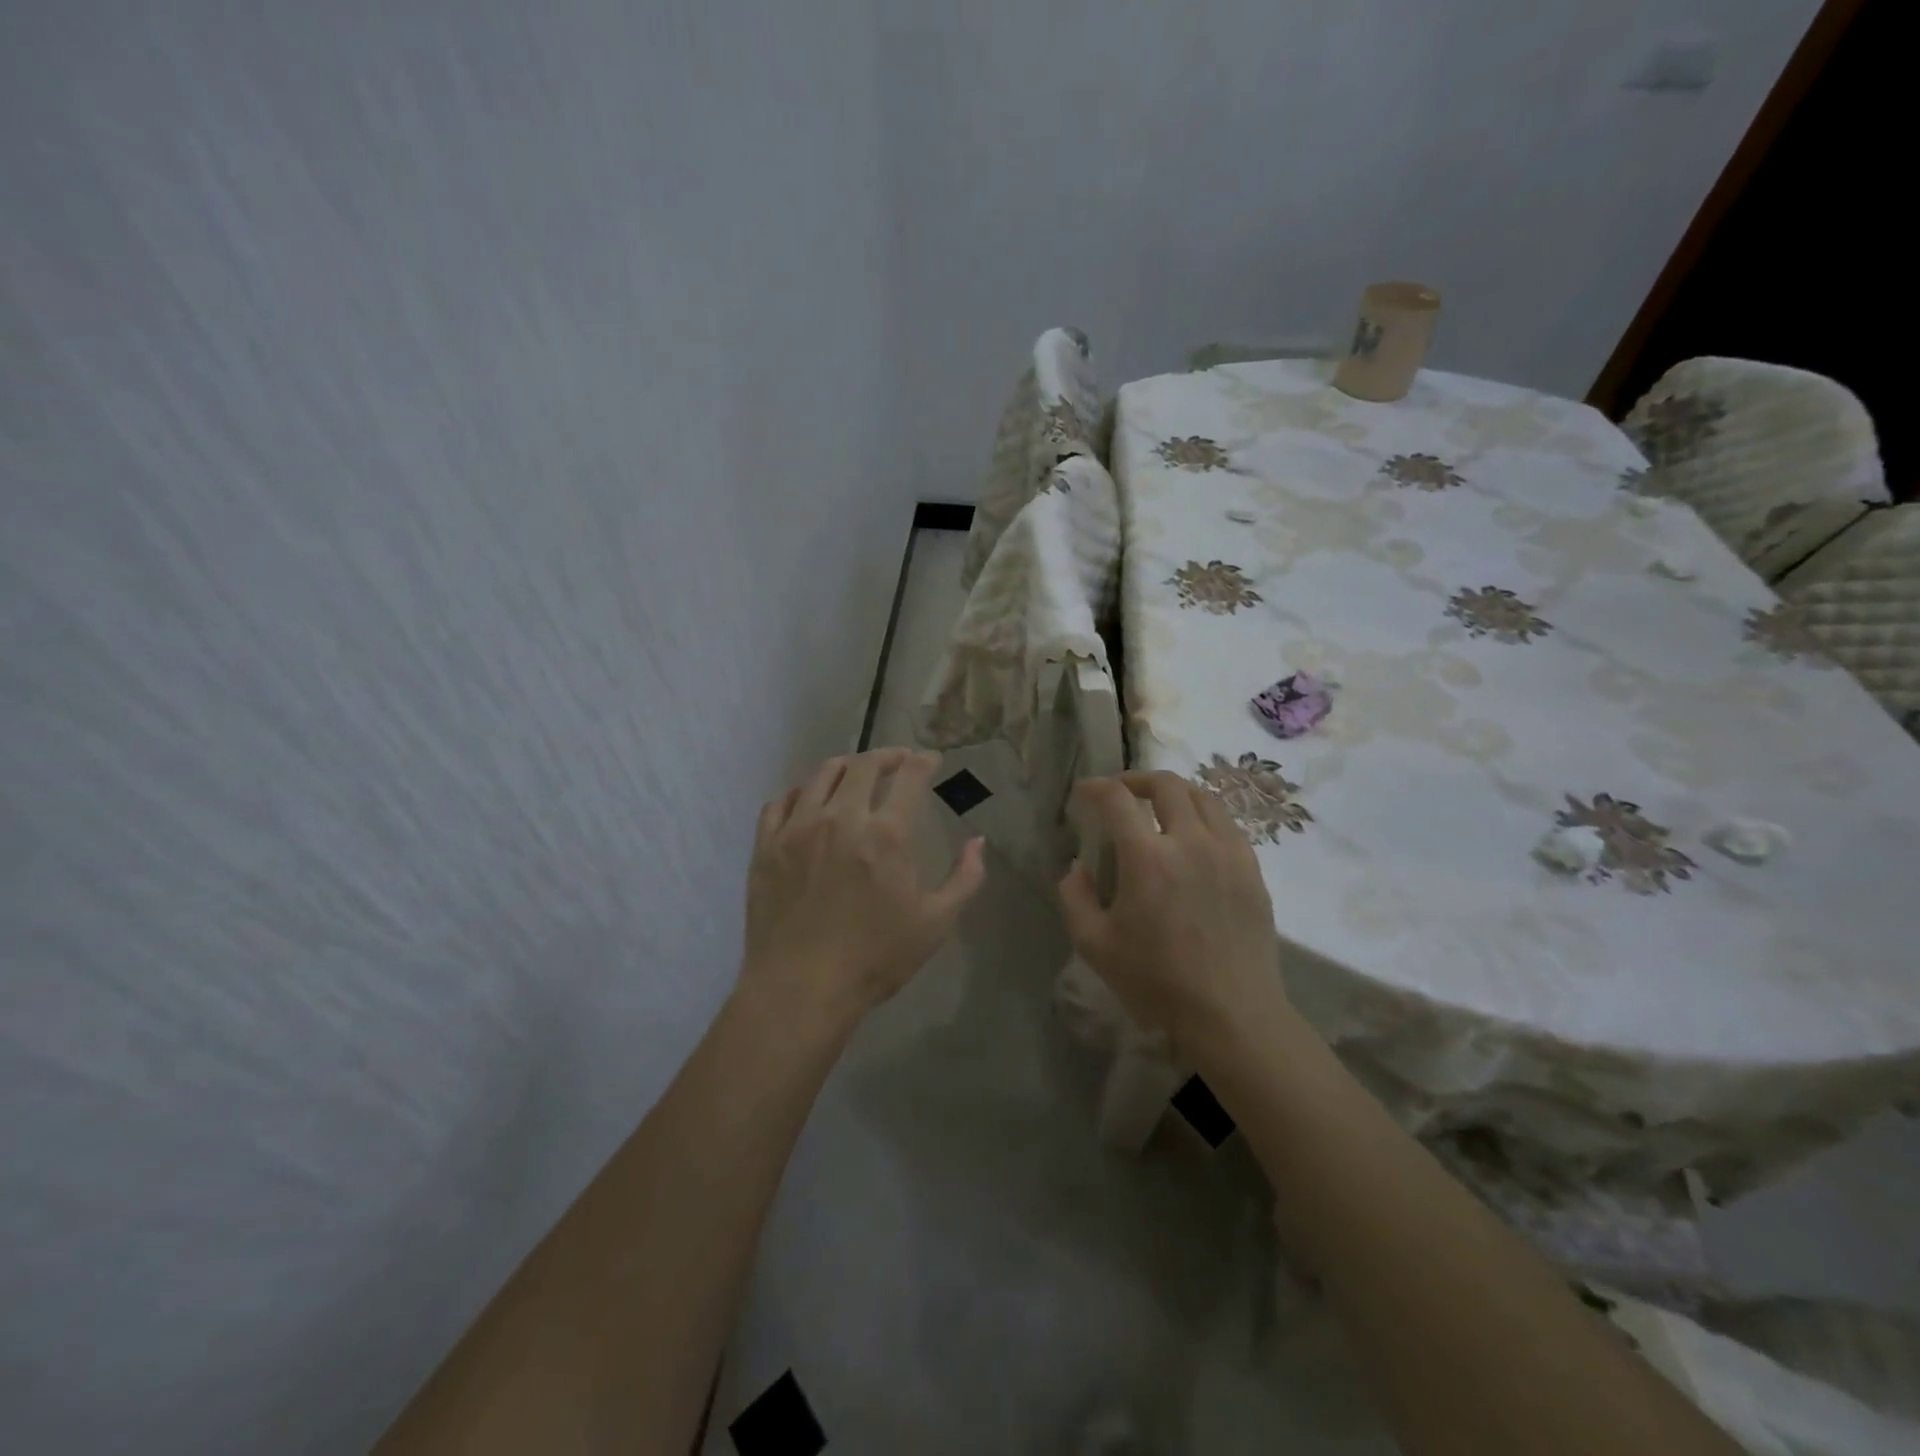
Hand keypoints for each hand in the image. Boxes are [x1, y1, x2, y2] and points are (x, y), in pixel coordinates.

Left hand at [740, 749, 985, 1027]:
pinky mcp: (766, 846)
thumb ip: (965, 878)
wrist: (800, 989)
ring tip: (856, 773)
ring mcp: (797, 829)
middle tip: (898, 761)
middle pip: (864, 765)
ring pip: (821, 775)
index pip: (909, 776)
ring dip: (845, 766)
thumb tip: (978, 842)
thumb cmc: (875, 958)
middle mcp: (840, 818)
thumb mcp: (935, 923)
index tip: (931, 760)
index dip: (924, 761)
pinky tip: (809, 802)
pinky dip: (801, 793)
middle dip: (887, 756)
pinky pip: (781, 802)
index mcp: (886, 834)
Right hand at [1058, 772, 1292, 1052]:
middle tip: (1121, 792)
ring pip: (1203, 796)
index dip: (1095, 787)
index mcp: (1148, 857)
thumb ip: (1074, 897)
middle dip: (1136, 779)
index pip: (1117, 799)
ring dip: (1174, 792)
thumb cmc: (1157, 981)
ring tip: (1159, 806)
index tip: (1083, 793)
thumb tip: (1077, 866)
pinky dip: (1204, 815)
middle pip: (1166, 784)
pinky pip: (1227, 823)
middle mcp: (1191, 841)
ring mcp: (1228, 852)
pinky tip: (1194, 836)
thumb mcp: (1094, 945)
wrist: (1231, 1013)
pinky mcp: (1252, 869)